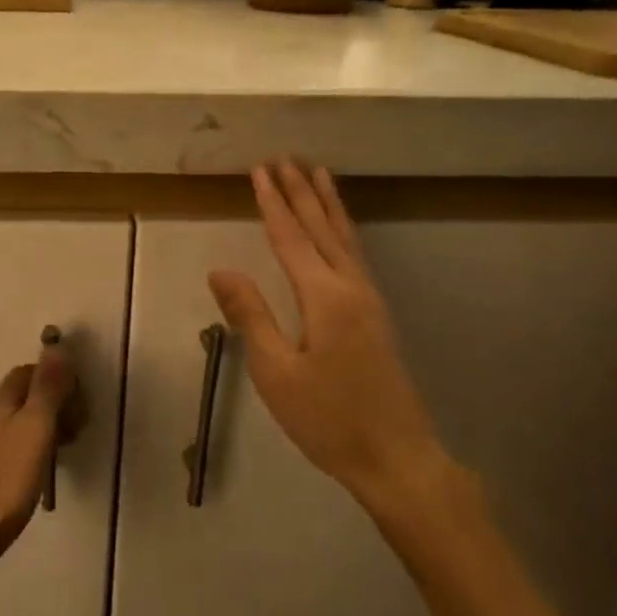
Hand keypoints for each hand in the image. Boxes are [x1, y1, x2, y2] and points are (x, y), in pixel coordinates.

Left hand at [0, 347, 75, 576]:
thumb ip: (47, 388)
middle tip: (77, 431)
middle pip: (27, 394)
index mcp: (0, 400)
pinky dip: (36, 449)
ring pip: (23, 422)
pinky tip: (44, 471)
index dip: (59, 379)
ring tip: (66, 451)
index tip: (80, 403)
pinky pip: (16, 446)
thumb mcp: (35, 428)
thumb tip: (56, 346)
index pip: (31, 371)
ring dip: (49, 428)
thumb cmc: (5, 481)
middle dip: (57, 403)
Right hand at [208, 161, 455, 523]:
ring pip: (345, 238)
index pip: (291, 237)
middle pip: (322, 228)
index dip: (273, 202)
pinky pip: (355, 255)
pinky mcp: (376, 316)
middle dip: (301, 192)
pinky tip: (339, 230)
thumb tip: (220, 269)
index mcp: (324, 296)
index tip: (260, 169)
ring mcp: (370, 300)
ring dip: (328, 204)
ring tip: (317, 173)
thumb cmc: (328, 418)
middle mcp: (351, 287)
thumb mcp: (276, 371)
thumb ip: (250, 316)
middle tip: (285, 157)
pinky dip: (342, 230)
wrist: (396, 458)